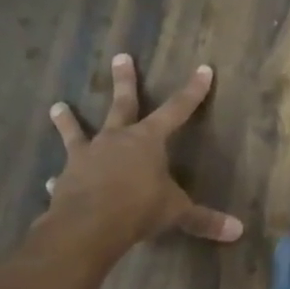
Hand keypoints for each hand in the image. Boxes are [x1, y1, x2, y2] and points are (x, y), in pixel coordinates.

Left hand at [40, 54, 243, 248]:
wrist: (88, 225)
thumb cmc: (139, 209)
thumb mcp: (177, 213)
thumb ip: (204, 220)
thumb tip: (238, 231)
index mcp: (148, 140)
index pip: (177, 110)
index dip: (193, 91)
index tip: (203, 69)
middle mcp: (116, 139)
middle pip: (122, 104)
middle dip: (124, 81)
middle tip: (120, 57)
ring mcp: (87, 156)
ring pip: (78, 132)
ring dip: (68, 120)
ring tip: (58, 106)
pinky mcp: (66, 178)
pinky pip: (64, 174)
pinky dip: (60, 178)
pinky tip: (51, 181)